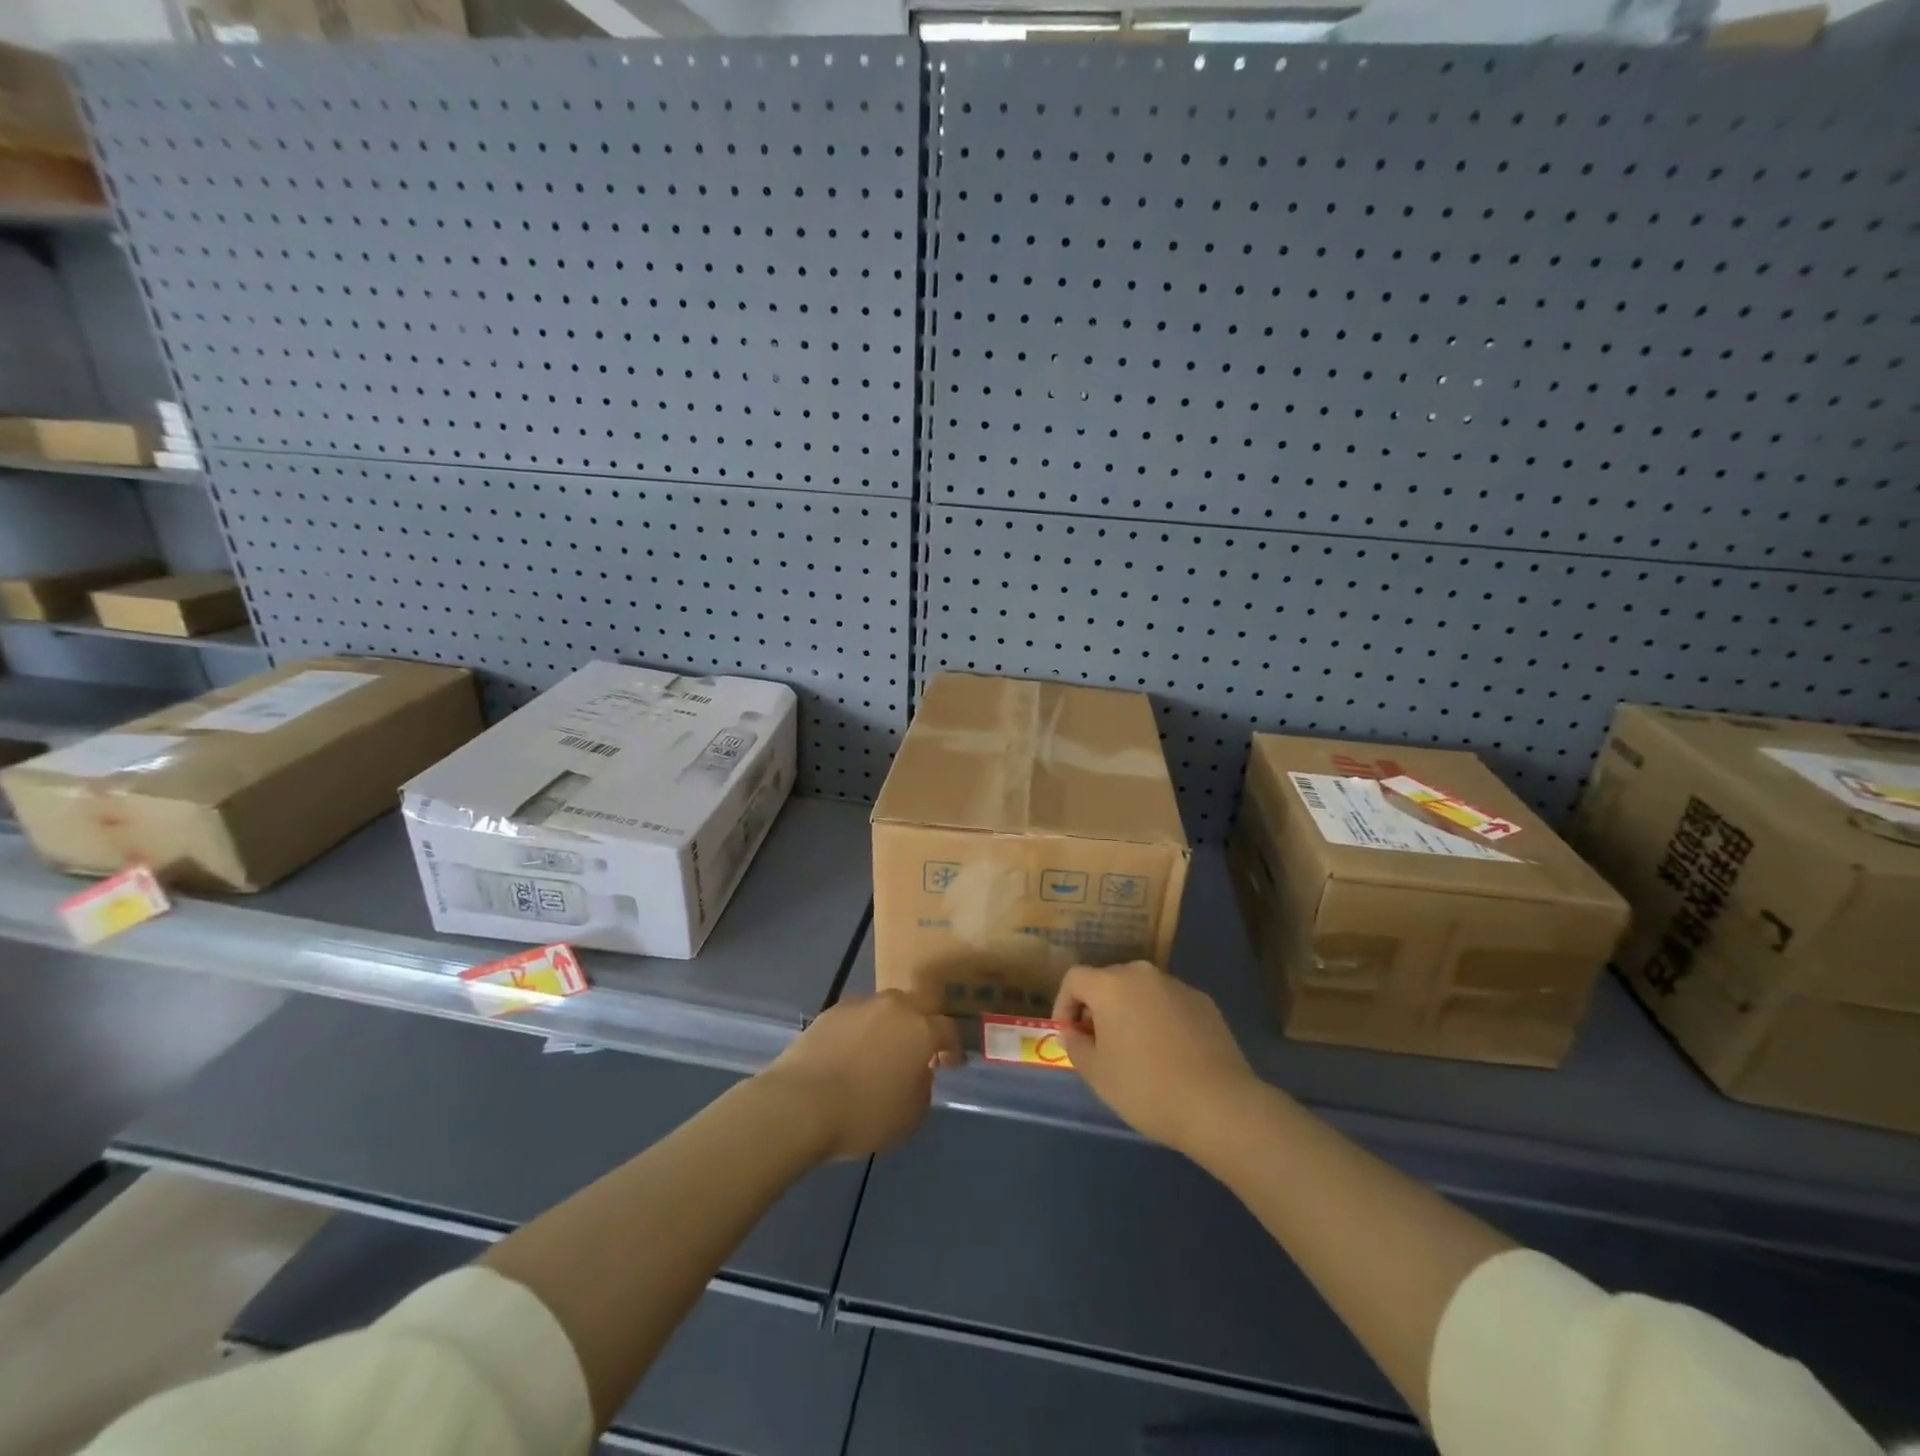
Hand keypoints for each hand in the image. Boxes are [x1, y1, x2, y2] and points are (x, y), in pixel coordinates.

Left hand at [759, 991, 961, 1160]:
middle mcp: (893, 1007)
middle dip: (918, 1028)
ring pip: (883, 1011)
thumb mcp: (910, 1115)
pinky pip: (855, 1020)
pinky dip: (858, 1034)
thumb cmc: (864, 1113)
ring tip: (878, 1055)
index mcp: (920, 1029)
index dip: (952, 1048)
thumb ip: (922, 1086)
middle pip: (914, 1010)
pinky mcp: (829, 1012)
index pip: (947, 1030)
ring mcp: (859, 1005)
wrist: (800, 1103)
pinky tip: (849, 1056)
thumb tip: (916, 1072)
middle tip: (914, 1053)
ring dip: (886, 1029)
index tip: (952, 1063)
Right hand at [1053, 961, 1259, 1158]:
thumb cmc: (1146, 1088)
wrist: (1219, 1106)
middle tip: (1099, 1044)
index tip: (1069, 1036)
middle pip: (1108, 981)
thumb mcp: (1096, 1073)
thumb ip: (1075, 1045)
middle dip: (1097, 1008)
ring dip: (1129, 1012)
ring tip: (1135, 1051)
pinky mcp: (1204, 1002)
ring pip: (1141, 991)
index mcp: (1111, 985)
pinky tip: (1168, 1054)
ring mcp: (1177, 986)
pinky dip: (1159, 1019)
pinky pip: (1168, 1003)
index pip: (1075, 979)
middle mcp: (1143, 974)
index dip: (1064, 1004)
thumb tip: (1075, 1031)